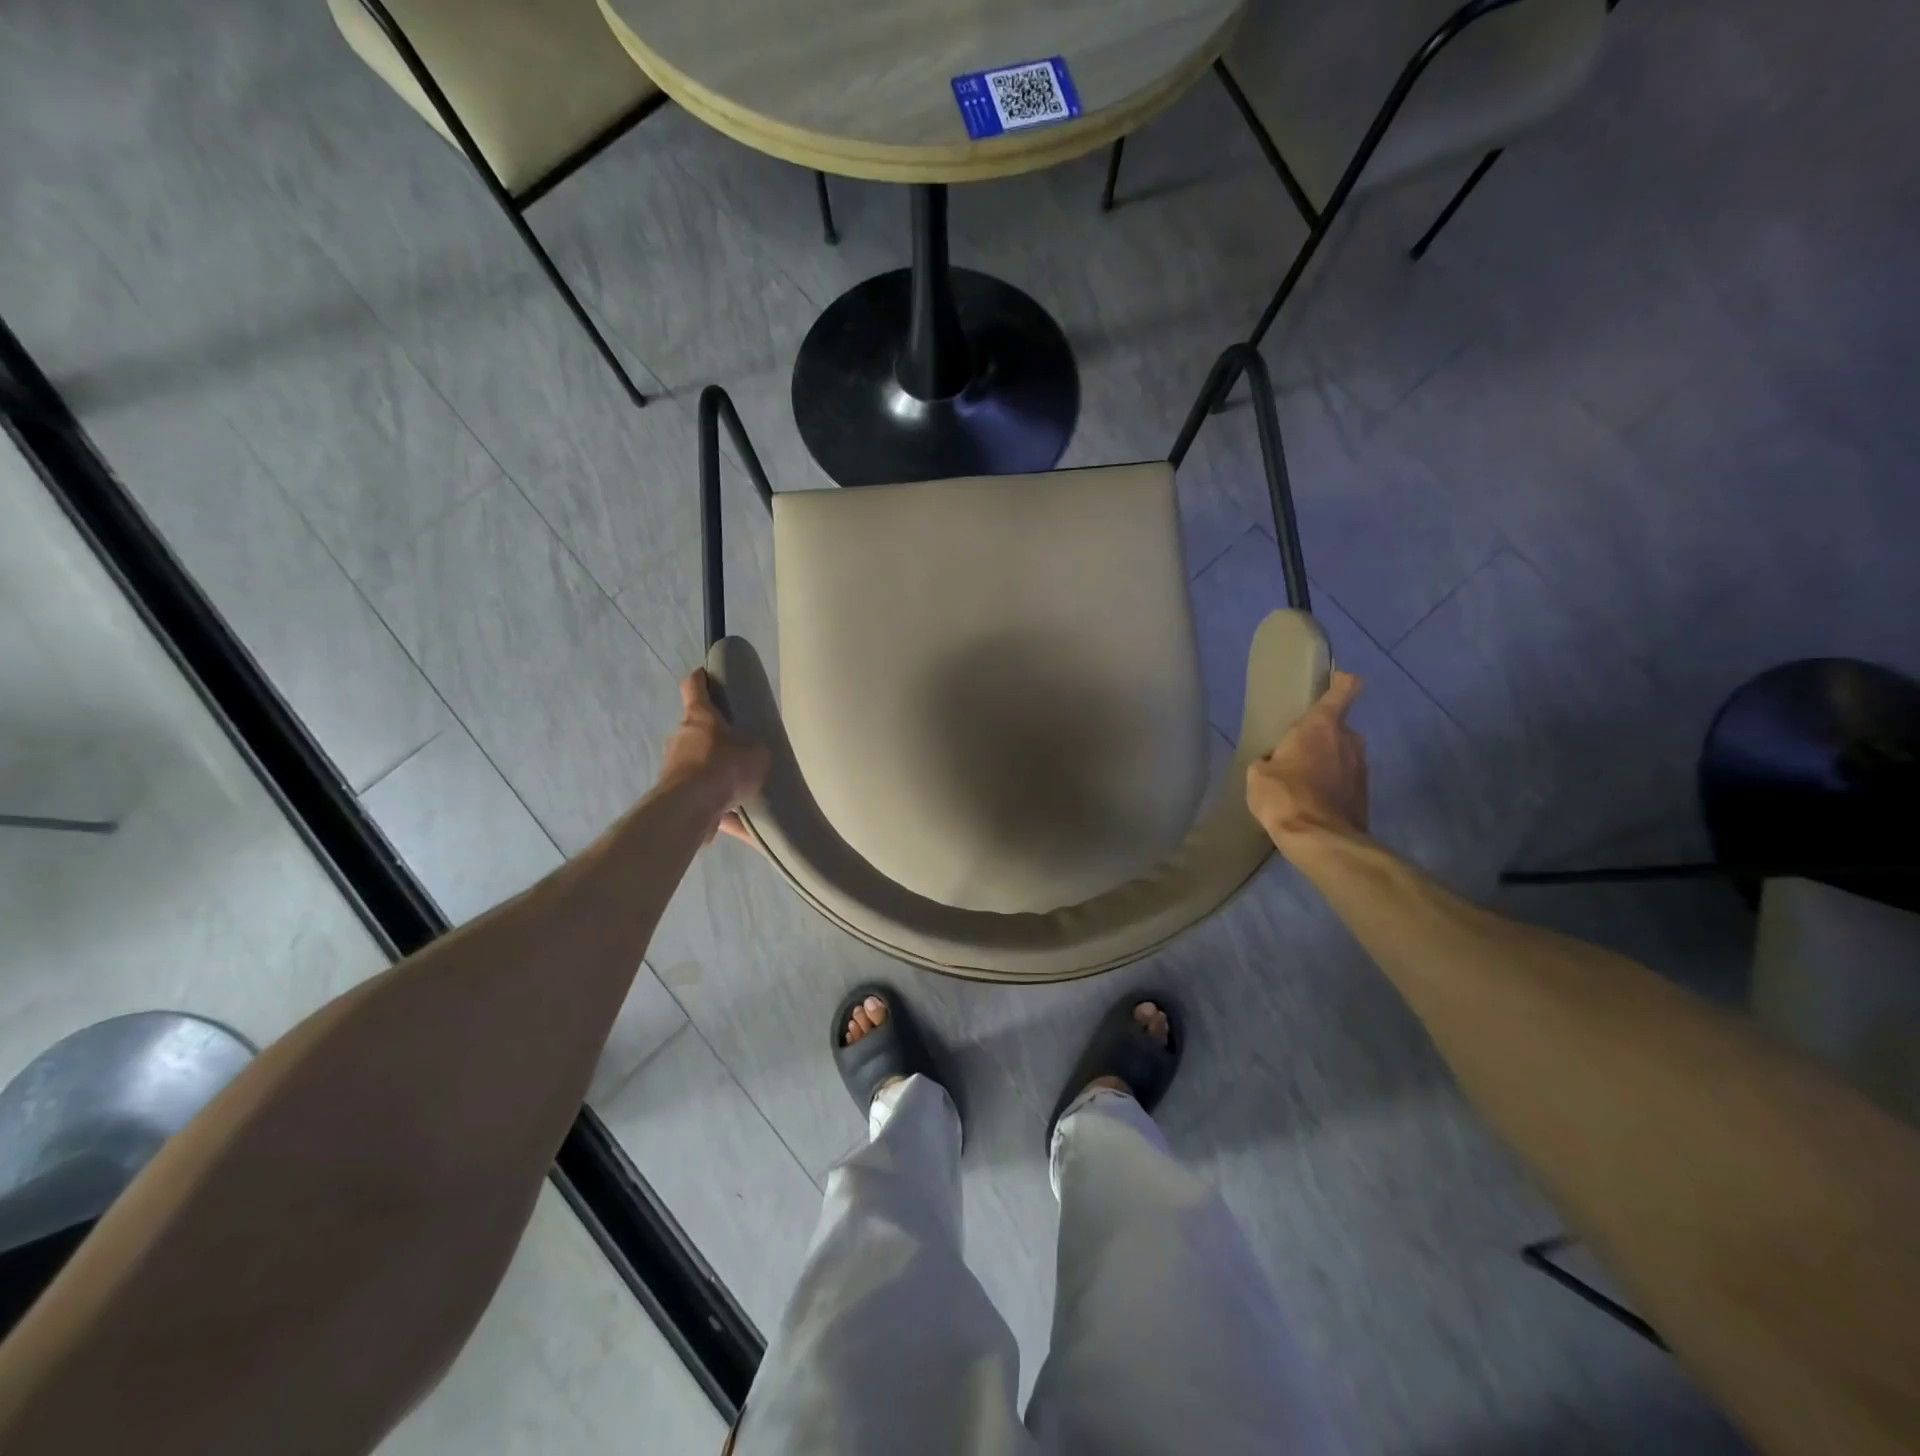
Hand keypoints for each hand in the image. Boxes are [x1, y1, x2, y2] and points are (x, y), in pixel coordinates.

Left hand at [660, 669, 769, 842]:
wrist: (690, 808)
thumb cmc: (724, 765)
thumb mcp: (756, 751)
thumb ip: (755, 747)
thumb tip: (753, 752)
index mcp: (699, 716)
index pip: (694, 686)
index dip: (701, 678)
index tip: (707, 675)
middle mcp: (681, 737)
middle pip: (696, 729)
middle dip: (715, 736)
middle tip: (738, 745)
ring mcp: (673, 767)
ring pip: (697, 765)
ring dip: (715, 774)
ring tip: (742, 788)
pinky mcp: (673, 796)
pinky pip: (702, 799)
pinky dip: (720, 809)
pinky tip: (741, 823)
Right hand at [1246, 670, 1367, 852]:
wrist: (1320, 839)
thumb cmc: (1284, 795)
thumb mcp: (1258, 774)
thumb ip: (1269, 760)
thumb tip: (1275, 764)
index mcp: (1320, 726)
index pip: (1342, 691)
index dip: (1342, 682)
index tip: (1340, 678)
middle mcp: (1348, 740)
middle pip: (1338, 728)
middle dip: (1322, 736)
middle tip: (1298, 752)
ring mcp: (1361, 768)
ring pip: (1343, 755)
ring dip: (1328, 762)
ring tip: (1303, 781)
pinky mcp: (1364, 794)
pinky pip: (1345, 780)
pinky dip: (1333, 786)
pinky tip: (1312, 801)